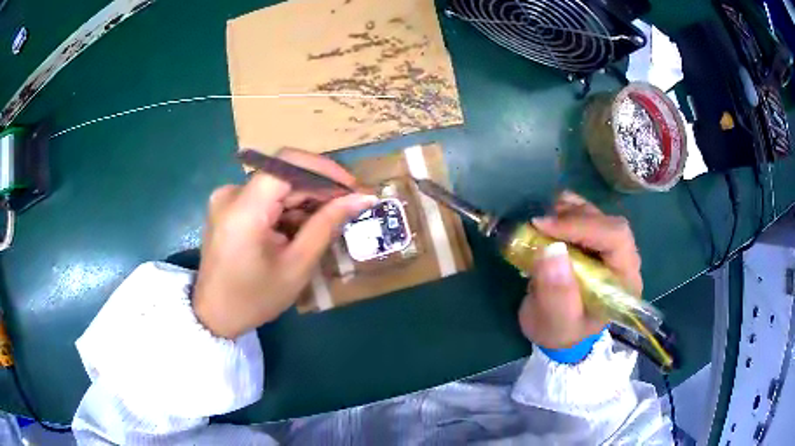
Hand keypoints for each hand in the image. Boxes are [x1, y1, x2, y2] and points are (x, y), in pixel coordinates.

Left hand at [192, 148, 376, 338]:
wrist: (215, 315)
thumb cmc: (255, 298)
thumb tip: (362, 198)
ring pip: (276, 185)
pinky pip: (264, 196)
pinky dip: (286, 208)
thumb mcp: (296, 266)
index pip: (288, 164)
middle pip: (283, 175)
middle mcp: (231, 193)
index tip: (353, 188)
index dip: (325, 169)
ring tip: (325, 226)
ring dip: (304, 201)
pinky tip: (299, 230)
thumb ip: (327, 225)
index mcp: (244, 209)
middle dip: (319, 189)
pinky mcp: (227, 206)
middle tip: (348, 208)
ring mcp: (226, 198)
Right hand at [518, 191, 641, 349]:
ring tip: (541, 224)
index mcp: (624, 282)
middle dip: (574, 218)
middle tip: (539, 225)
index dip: (583, 226)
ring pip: (597, 215)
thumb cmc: (559, 331)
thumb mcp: (555, 322)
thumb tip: (552, 249)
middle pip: (608, 223)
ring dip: (568, 212)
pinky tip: (550, 216)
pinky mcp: (595, 241)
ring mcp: (610, 248)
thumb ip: (557, 293)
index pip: (616, 239)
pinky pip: (586, 214)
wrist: (555, 331)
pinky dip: (566, 209)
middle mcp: (624, 260)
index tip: (545, 227)